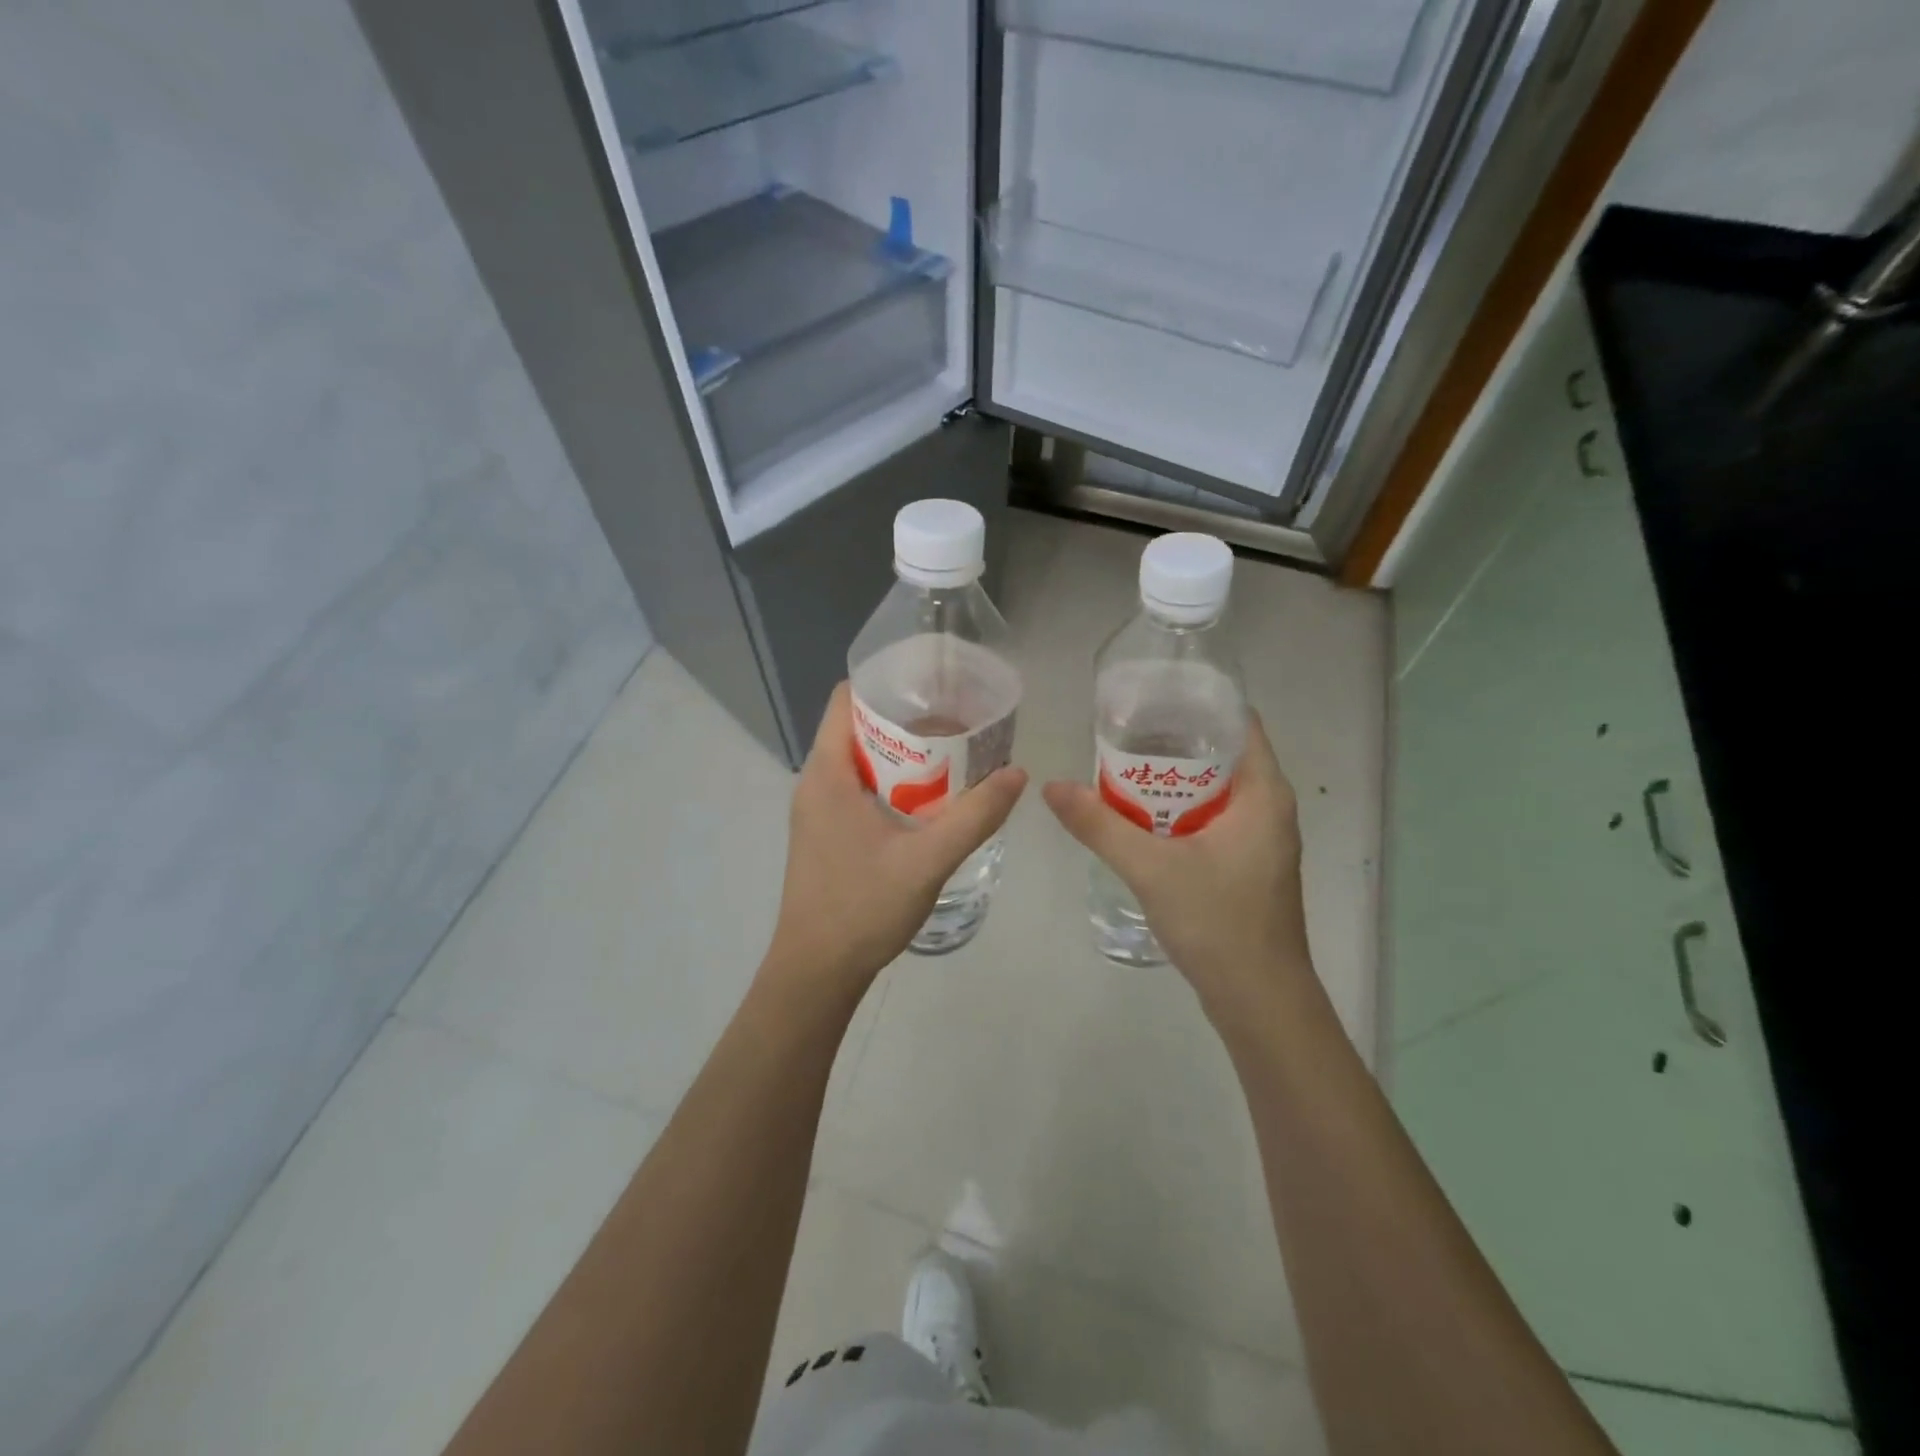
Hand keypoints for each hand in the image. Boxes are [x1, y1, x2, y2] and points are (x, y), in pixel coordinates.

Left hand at [765, 682, 1027, 998]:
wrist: (816, 972)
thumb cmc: (863, 907)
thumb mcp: (927, 860)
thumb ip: (975, 816)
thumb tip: (1016, 773)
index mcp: (827, 773)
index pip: (847, 698)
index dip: (887, 682)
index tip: (934, 684)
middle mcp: (815, 782)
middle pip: (859, 727)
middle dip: (907, 719)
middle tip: (958, 720)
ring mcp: (818, 810)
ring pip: (861, 761)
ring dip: (903, 755)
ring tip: (953, 754)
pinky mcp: (826, 834)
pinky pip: (859, 789)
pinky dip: (893, 783)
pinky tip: (930, 800)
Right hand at [1042, 712, 1310, 1020]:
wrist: (1259, 1000)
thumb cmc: (1218, 922)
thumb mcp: (1151, 868)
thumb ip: (1099, 825)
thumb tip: (1051, 787)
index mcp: (1263, 792)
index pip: (1238, 721)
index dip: (1196, 702)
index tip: (1148, 696)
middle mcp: (1269, 807)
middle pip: (1222, 752)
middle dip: (1173, 739)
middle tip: (1121, 730)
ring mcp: (1259, 839)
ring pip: (1215, 789)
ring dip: (1173, 778)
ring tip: (1122, 765)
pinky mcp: (1246, 864)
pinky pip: (1212, 818)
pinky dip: (1179, 809)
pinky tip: (1140, 815)